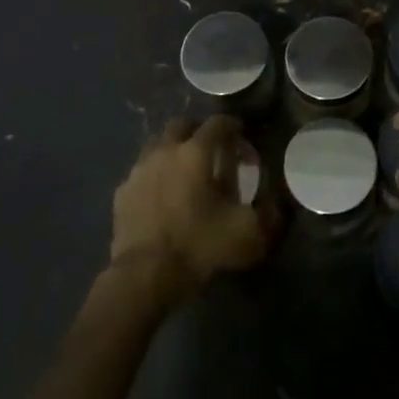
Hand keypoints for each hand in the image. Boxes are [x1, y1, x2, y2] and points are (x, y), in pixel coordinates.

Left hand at [109, 115, 267, 302]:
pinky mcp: (122, 192)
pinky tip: (162, 197)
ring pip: (158, 145)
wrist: (144, 276)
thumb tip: (277, 203)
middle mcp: (165, 150)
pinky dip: (155, 176)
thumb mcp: (247, 233)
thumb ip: (269, 212)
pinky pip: (142, 172)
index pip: (219, 122)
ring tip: (185, 174)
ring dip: (174, 151)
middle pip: (183, 125)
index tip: (244, 143)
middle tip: (213, 153)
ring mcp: (139, 169)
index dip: (235, 127)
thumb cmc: (198, 245)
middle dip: (199, 133)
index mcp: (196, 151)